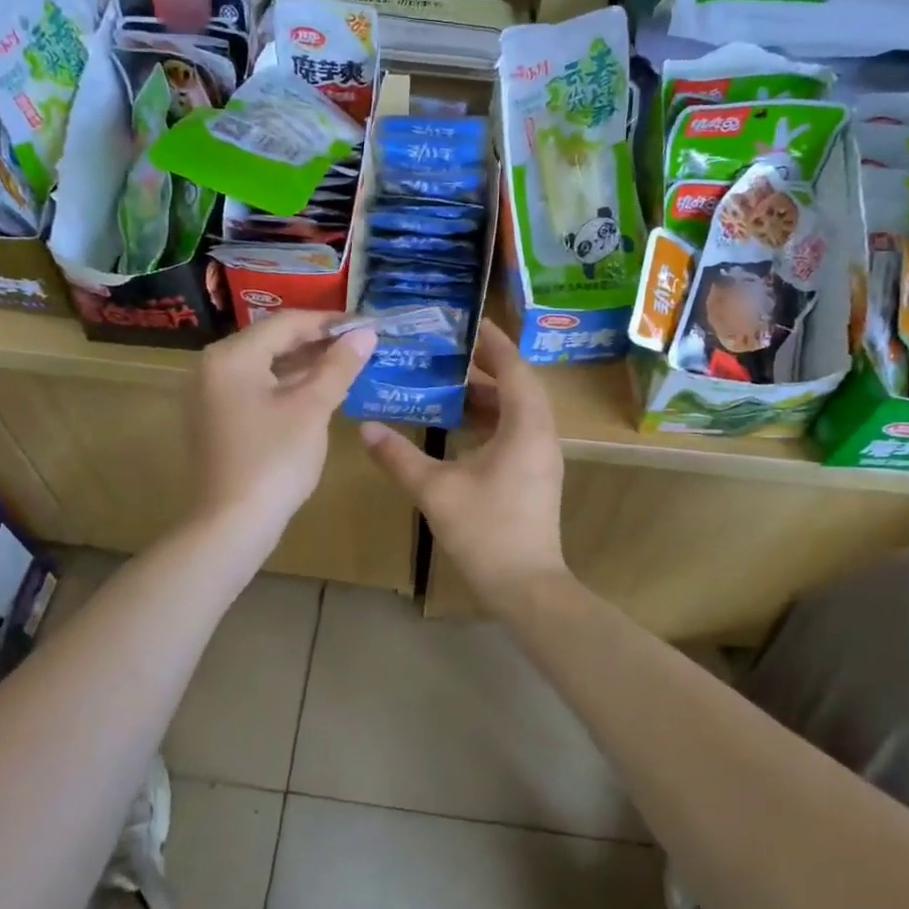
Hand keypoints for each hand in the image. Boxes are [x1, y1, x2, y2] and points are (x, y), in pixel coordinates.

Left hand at [192, 312, 377, 535]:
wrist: (232, 524)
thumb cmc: (274, 459)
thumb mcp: (312, 407)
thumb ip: (339, 365)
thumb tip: (366, 333)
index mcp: (232, 356)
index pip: (286, 322)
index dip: (329, 322)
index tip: (365, 326)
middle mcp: (213, 366)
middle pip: (272, 341)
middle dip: (317, 343)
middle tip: (359, 346)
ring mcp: (210, 394)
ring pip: (264, 366)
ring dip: (304, 365)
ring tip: (346, 367)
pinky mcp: (216, 418)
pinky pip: (255, 388)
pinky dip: (286, 386)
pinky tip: (318, 392)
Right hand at [359, 322, 566, 606]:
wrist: (526, 587)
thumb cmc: (486, 531)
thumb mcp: (436, 490)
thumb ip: (399, 457)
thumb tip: (366, 428)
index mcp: (526, 427)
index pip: (513, 368)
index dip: (493, 341)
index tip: (469, 321)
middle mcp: (541, 435)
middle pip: (518, 385)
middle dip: (487, 365)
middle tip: (450, 349)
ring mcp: (542, 457)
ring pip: (518, 410)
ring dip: (488, 394)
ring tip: (450, 382)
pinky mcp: (536, 475)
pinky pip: (516, 431)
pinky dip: (491, 419)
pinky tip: (460, 426)